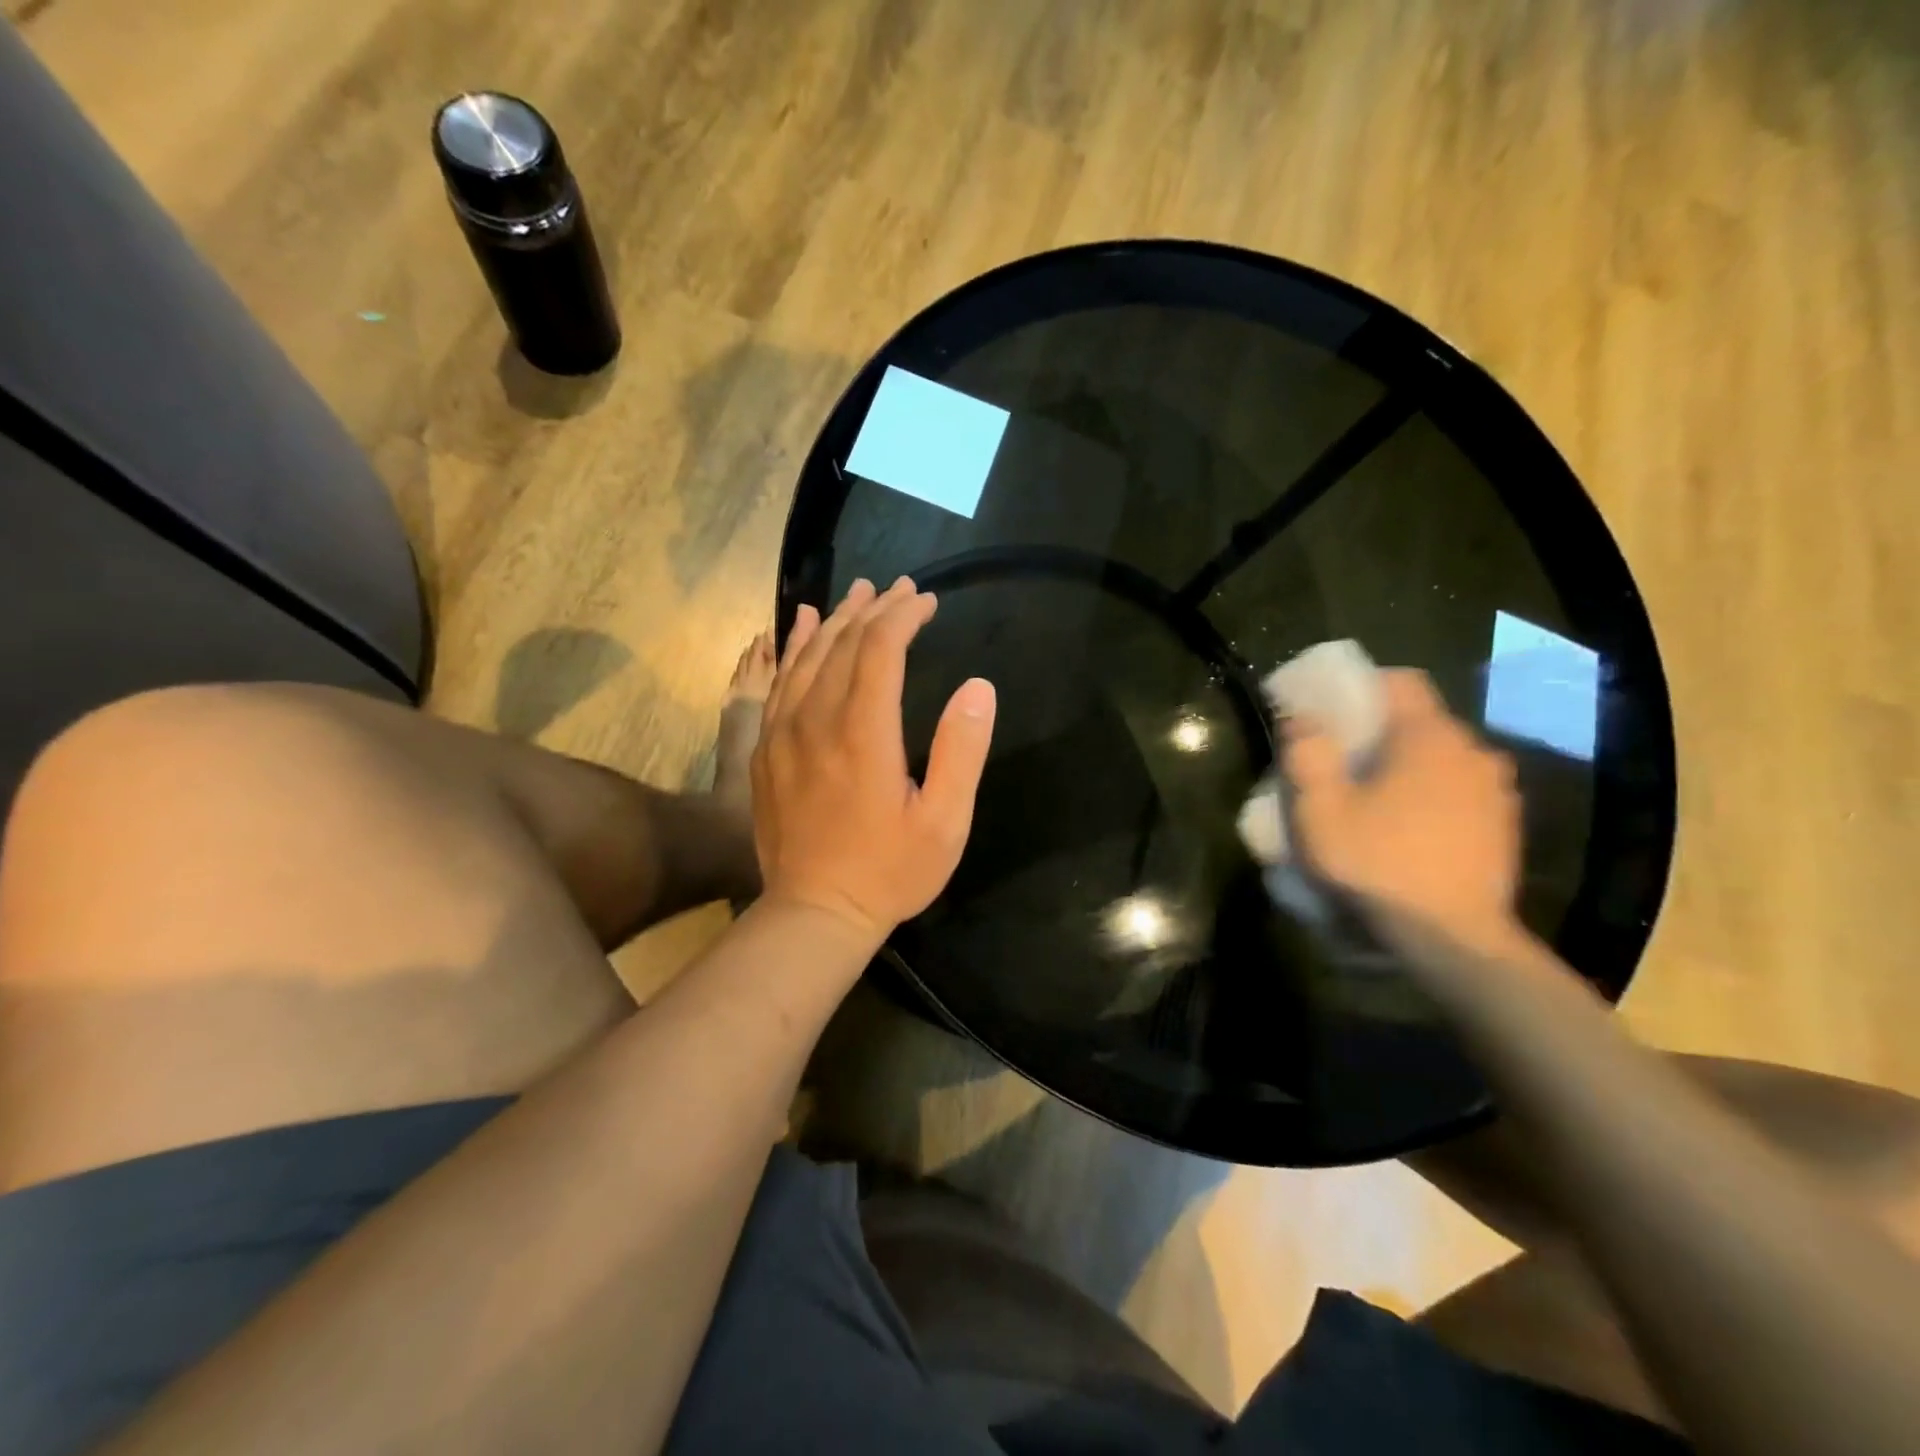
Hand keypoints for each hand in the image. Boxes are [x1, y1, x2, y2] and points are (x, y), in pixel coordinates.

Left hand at [751, 577, 996, 943]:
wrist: (814, 913)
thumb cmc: (889, 872)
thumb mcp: (944, 822)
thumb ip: (962, 751)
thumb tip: (978, 686)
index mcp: (864, 733)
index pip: (880, 649)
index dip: (904, 616)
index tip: (927, 602)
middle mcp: (817, 721)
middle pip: (842, 644)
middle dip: (875, 609)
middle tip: (901, 589)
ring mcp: (783, 733)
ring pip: (807, 657)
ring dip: (835, 620)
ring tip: (858, 594)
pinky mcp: (765, 749)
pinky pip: (779, 683)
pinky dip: (793, 648)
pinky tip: (800, 627)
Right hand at [1283, 670, 1520, 942]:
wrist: (1453, 940)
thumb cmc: (1378, 865)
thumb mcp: (1320, 810)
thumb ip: (1307, 753)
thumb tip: (1300, 715)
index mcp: (1429, 736)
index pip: (1401, 681)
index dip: (1361, 687)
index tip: (1329, 712)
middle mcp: (1473, 751)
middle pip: (1421, 721)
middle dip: (1380, 732)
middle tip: (1343, 762)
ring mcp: (1497, 790)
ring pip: (1443, 758)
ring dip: (1410, 767)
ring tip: (1377, 800)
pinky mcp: (1506, 826)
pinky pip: (1462, 791)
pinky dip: (1434, 796)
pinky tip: (1410, 830)